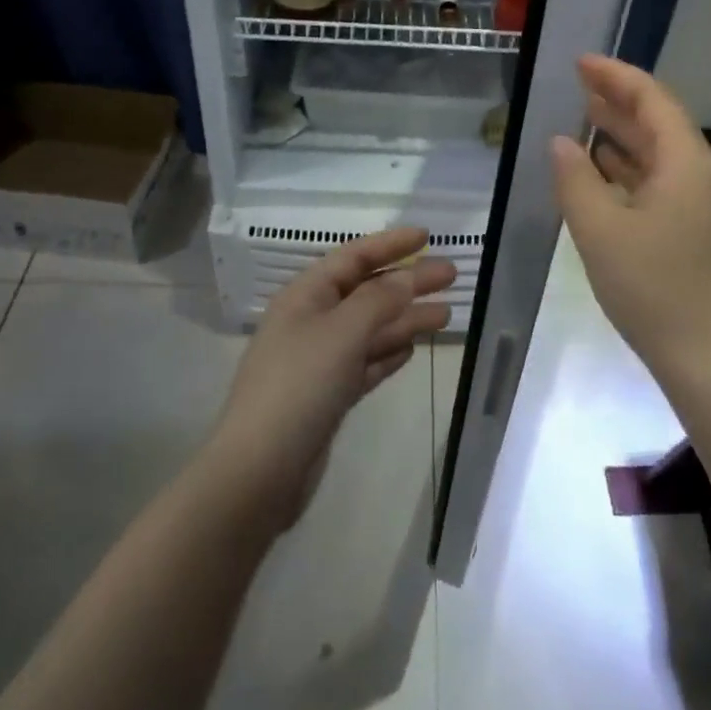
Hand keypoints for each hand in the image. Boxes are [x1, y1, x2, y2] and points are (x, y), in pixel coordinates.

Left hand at [207, 227, 454, 533]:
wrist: (259, 472)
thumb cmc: (299, 387)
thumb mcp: (342, 333)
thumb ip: (379, 300)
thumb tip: (407, 276)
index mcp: (305, 296)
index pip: (353, 257)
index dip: (390, 244)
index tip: (427, 237)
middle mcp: (311, 321)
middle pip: (367, 292)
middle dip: (408, 282)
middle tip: (451, 276)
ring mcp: (319, 361)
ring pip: (370, 329)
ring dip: (405, 319)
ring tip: (446, 314)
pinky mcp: (327, 396)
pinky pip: (364, 363)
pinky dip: (388, 353)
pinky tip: (411, 349)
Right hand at [551, 55, 710, 382]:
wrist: (707, 358)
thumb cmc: (651, 287)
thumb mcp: (599, 230)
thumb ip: (575, 179)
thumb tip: (562, 142)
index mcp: (687, 164)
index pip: (652, 100)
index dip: (616, 76)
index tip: (581, 62)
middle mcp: (703, 175)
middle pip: (660, 122)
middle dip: (619, 100)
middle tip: (579, 83)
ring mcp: (705, 204)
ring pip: (661, 153)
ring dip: (624, 134)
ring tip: (586, 117)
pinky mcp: (699, 229)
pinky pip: (663, 181)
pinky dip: (632, 168)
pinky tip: (604, 170)